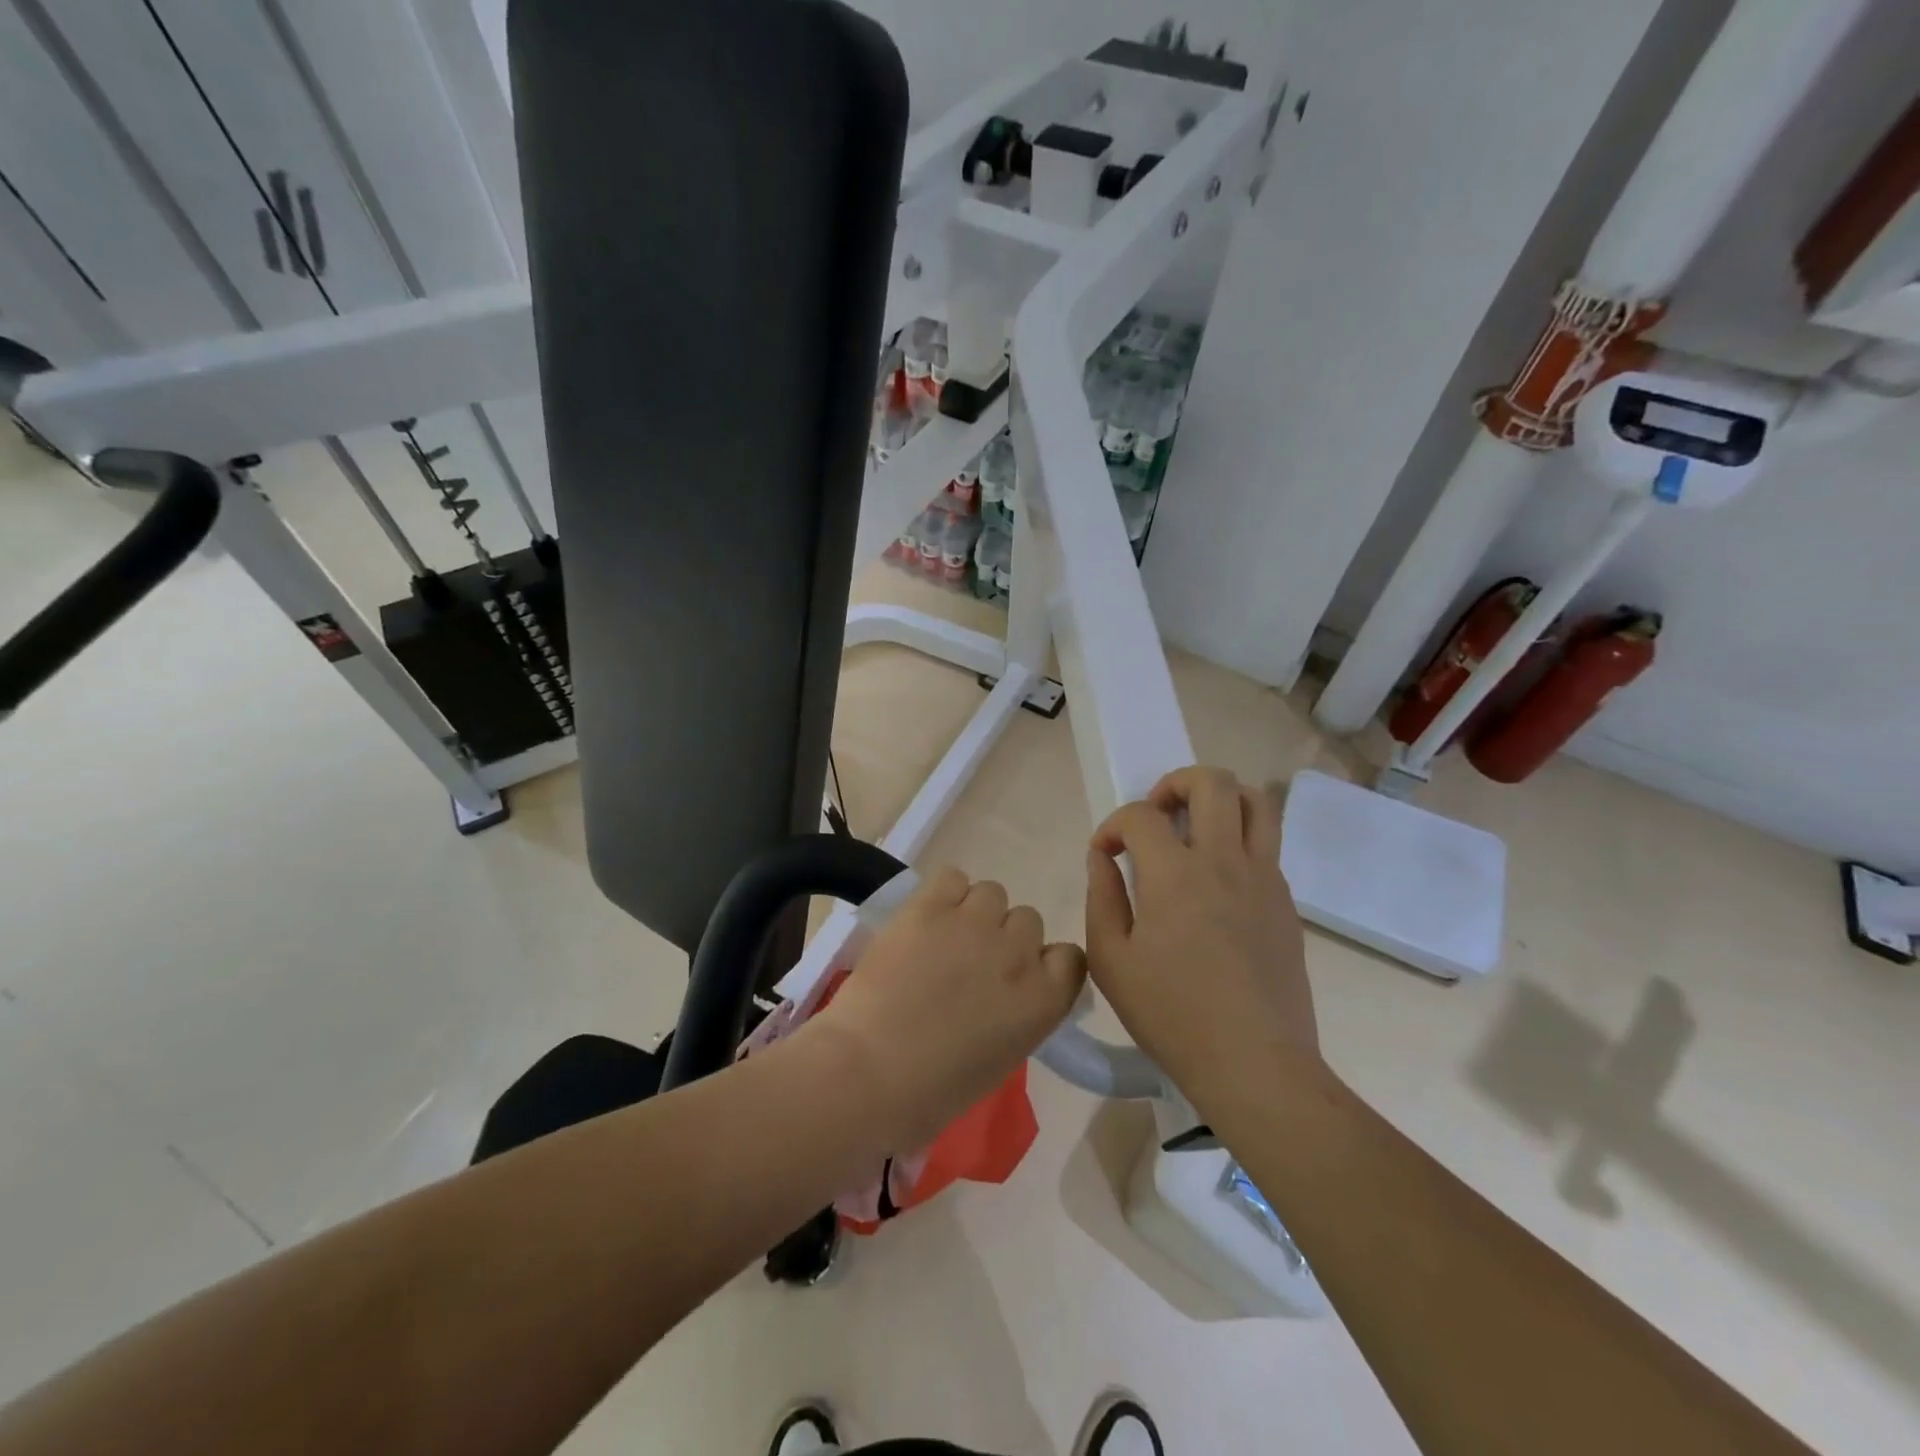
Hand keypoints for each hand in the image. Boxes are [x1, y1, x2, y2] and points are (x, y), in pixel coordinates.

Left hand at [805, 867, 1085, 1148]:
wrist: (868, 1073)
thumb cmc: (931, 1092)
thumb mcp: (999, 1060)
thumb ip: (1016, 1014)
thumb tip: (1002, 992)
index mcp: (1043, 1001)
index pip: (1070, 957)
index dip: (1043, 961)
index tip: (1019, 974)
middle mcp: (1018, 954)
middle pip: (1028, 920)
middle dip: (1004, 937)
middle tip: (970, 960)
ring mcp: (975, 924)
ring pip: (993, 893)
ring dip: (974, 911)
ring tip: (943, 936)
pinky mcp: (930, 907)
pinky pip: (952, 877)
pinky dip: (943, 894)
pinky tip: (925, 919)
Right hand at [1085, 767, 1317, 1111]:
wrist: (1256, 1064)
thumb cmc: (1172, 1016)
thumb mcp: (1111, 961)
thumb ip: (1101, 898)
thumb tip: (1103, 858)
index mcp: (1176, 875)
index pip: (1141, 815)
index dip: (1114, 826)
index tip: (1105, 854)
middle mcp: (1225, 861)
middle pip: (1213, 782)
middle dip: (1175, 783)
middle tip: (1157, 816)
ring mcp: (1264, 879)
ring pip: (1256, 801)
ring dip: (1220, 799)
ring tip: (1195, 827)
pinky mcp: (1286, 902)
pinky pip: (1267, 844)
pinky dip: (1239, 839)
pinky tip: (1217, 880)